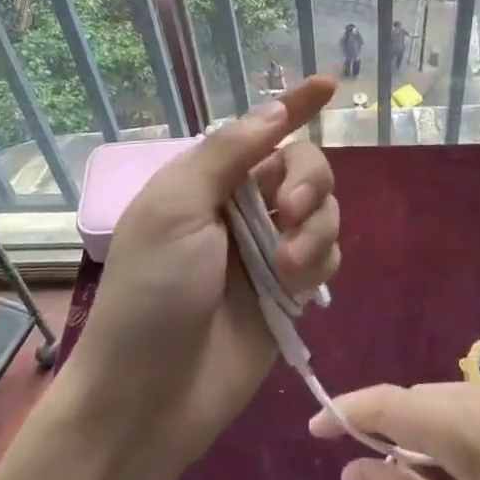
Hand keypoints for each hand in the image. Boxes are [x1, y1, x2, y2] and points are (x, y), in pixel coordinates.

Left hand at [63, 77, 338, 465]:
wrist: (149, 396)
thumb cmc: (151, 292)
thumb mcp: (176, 209)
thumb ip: (227, 155)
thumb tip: (273, 110)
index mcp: (210, 181)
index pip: (262, 131)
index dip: (295, 105)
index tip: (329, 84)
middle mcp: (244, 209)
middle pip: (305, 169)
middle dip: (311, 183)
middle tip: (294, 210)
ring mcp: (270, 251)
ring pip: (325, 213)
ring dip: (317, 229)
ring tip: (289, 266)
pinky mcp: (290, 293)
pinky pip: (327, 256)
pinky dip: (320, 263)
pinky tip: (297, 288)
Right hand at [311, 381, 479, 479]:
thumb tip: (353, 468)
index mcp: (468, 422)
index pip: (388, 402)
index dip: (345, 412)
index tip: (314, 431)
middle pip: (422, 400)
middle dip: (389, 430)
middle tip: (371, 477)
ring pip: (456, 405)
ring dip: (428, 436)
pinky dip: (464, 438)